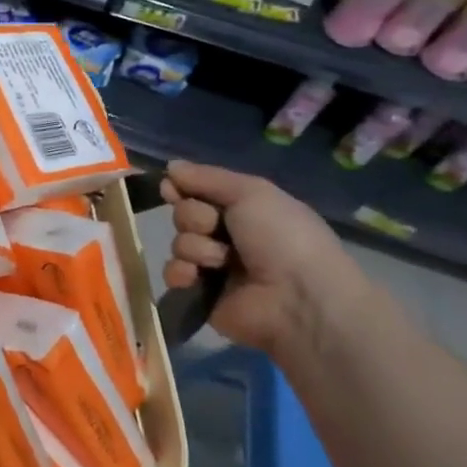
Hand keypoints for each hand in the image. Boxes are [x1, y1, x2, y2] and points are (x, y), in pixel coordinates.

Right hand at [160, 160, 370, 362]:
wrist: (297, 299)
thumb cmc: (281, 237)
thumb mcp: (251, 192)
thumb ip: (207, 177)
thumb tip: (170, 167)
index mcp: (247, 210)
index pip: (200, 191)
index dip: (184, 188)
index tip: (172, 188)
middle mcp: (230, 236)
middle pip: (185, 215)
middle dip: (195, 218)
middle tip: (215, 228)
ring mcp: (215, 266)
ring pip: (180, 243)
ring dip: (195, 248)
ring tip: (219, 262)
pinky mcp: (202, 294)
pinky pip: (174, 273)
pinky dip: (182, 272)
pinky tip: (197, 277)